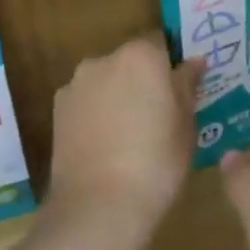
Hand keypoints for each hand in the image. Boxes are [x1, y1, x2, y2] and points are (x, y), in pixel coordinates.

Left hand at [48, 36, 201, 248]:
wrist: (98, 205)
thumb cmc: (156, 163)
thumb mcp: (185, 126)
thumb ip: (187, 88)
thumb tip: (192, 63)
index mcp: (141, 56)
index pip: (161, 44)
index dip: (171, 66)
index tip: (180, 90)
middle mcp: (104, 59)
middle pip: (130, 61)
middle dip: (143, 80)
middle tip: (158, 115)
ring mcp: (76, 84)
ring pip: (105, 81)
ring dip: (117, 95)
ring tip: (129, 135)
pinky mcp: (57, 109)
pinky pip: (86, 101)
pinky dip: (95, 113)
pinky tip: (105, 144)